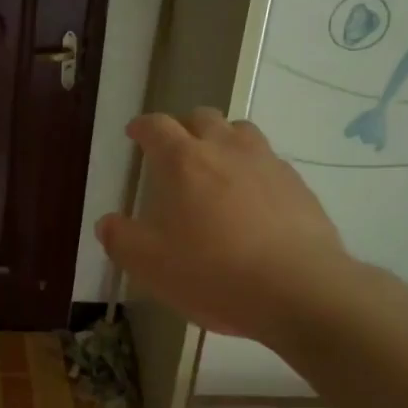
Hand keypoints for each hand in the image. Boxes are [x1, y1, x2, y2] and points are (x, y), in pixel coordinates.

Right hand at [96, 109, 352, 345]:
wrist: (299, 290)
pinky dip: (254, 169)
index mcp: (183, 161)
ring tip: (217, 166)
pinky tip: (253, 200)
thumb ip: (121, 239)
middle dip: (184, 127)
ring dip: (223, 139)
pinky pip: (269, 162)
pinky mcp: (298, 185)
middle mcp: (226, 149)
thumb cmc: (213, 273)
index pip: (157, 126)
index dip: (143, 127)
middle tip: (175, 150)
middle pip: (202, 117)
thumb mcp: (150, 265)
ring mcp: (267, 163)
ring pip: (241, 131)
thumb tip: (108, 223)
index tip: (135, 133)